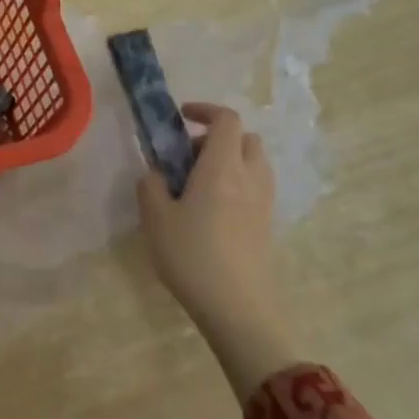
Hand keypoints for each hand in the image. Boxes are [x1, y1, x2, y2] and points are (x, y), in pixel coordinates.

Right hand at [137, 103, 299, 403]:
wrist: (237, 307)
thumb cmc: (191, 256)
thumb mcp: (155, 217)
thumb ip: (151, 185)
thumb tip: (157, 173)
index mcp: (221, 167)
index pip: (226, 120)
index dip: (205, 111)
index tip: (180, 118)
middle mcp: (250, 177)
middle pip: (245, 139)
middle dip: (216, 138)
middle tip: (186, 157)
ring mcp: (264, 202)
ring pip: (253, 163)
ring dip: (228, 161)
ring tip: (196, 185)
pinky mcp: (267, 225)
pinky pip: (255, 187)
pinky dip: (236, 184)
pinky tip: (210, 210)